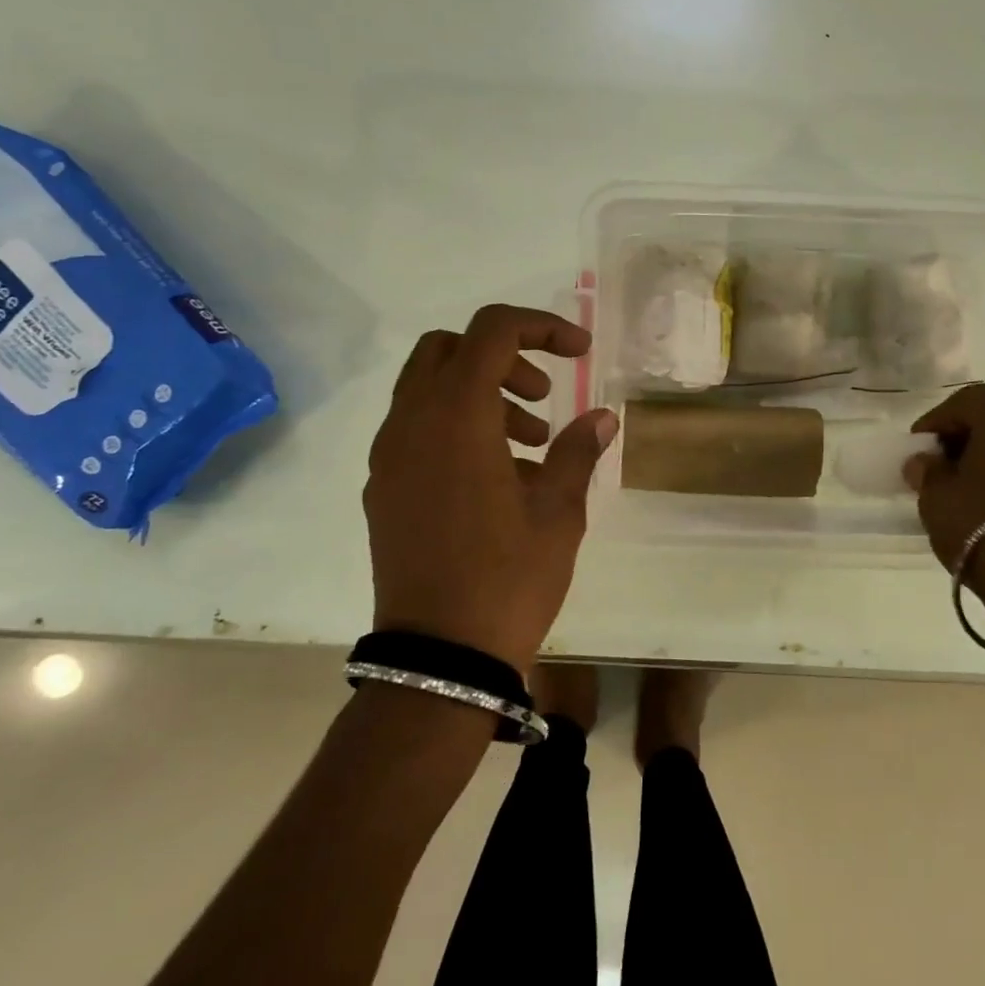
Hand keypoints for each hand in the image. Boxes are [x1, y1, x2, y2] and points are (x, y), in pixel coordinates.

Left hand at [364, 304, 618, 670]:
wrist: (439, 659)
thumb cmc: (508, 578)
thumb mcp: (558, 511)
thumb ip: (578, 451)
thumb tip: (602, 417)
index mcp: (457, 416)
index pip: (493, 330)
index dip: (542, 327)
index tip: (581, 353)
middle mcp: (411, 423)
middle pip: (448, 348)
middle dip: (502, 356)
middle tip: (543, 397)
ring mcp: (388, 457)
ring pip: (427, 388)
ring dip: (480, 393)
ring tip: (531, 447)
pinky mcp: (382, 489)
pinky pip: (416, 429)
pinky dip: (455, 426)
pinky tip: (495, 478)